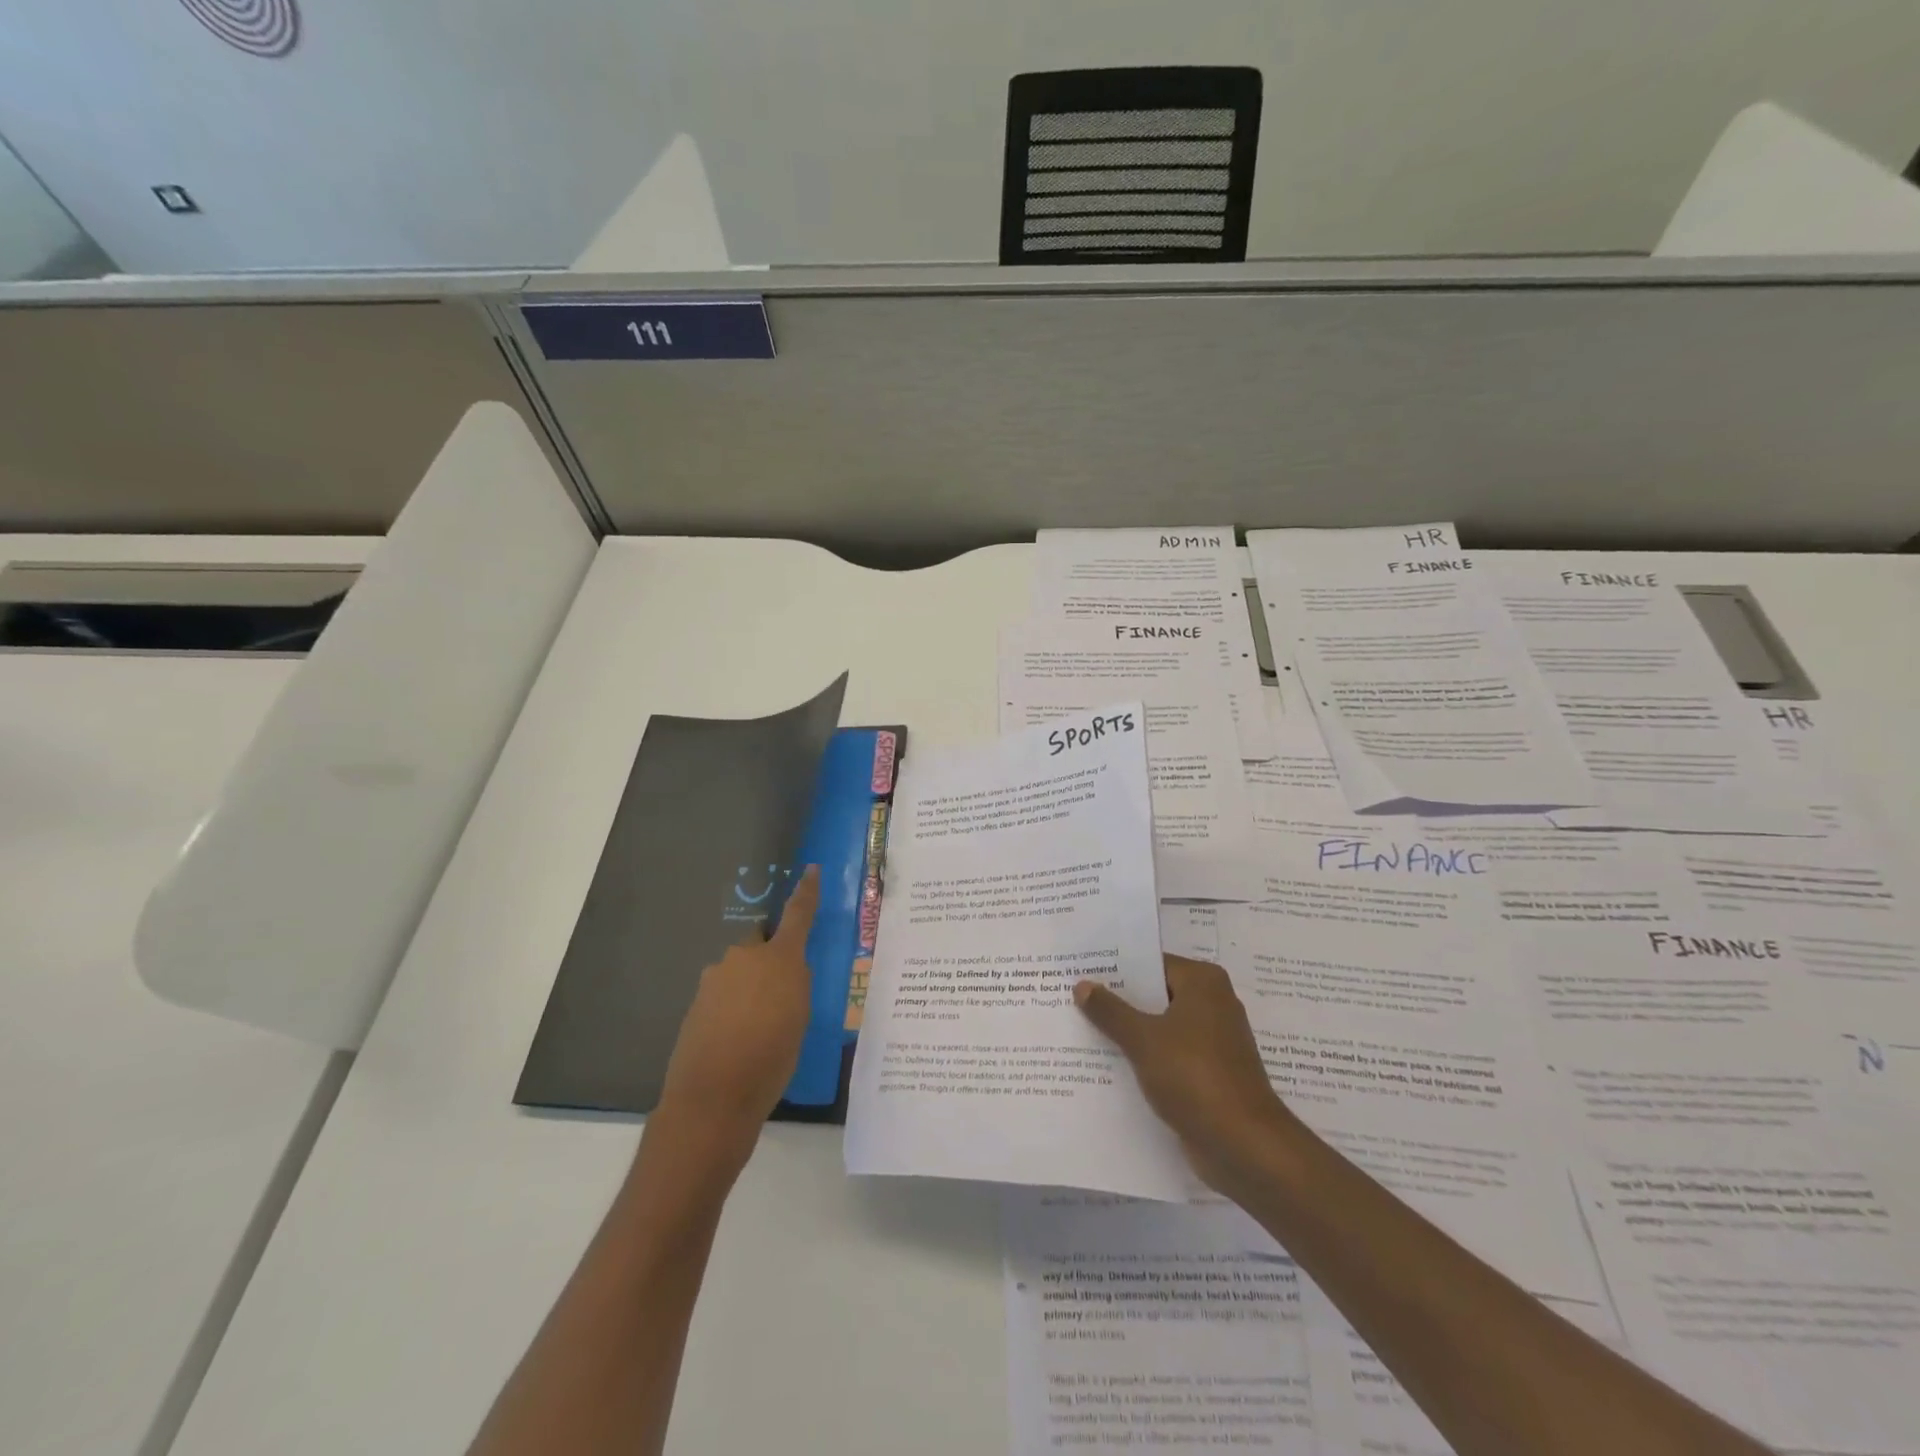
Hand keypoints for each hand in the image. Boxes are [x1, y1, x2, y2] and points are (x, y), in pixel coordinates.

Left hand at [655, 866, 819, 1158]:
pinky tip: (738, 1040)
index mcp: (779, 958)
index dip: (806, 892)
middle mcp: (744, 958)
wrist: (712, 1099)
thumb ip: (795, 985)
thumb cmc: (771, 1058)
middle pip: (759, 942)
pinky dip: (732, 1007)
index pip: (798, 915)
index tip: (810, 869)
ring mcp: (715, 979)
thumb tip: (786, 970)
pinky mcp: (696, 1003)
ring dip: (749, 987)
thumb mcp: (800, 1019)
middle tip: (781, 992)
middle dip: (769, 956)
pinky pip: (723, 993)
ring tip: (759, 1027)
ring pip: (739, 970)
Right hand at [1075, 954, 1294, 1191]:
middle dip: (1118, 1001)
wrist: (1244, 1146)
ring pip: (1160, 1027)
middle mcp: (1213, 1004)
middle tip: (1073, 999)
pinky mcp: (1210, 1073)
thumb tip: (1082, 985)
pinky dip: (1145, 1058)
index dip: (1116, 969)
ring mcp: (1213, 1041)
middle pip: (1155, 995)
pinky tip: (1109, 1065)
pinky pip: (1169, 1055)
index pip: (1151, 964)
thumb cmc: (1194, 1077)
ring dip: (1129, 1032)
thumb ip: (1110, 1011)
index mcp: (1203, 983)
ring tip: (1082, 1030)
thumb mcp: (1143, 1040)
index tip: (1081, 971)